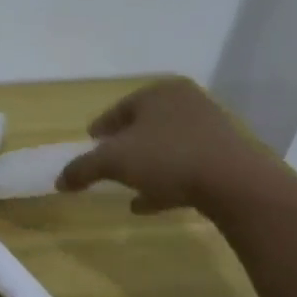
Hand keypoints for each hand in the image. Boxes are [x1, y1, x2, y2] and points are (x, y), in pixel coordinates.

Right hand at [56, 77, 278, 214]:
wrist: (236, 184)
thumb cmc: (167, 158)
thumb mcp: (112, 162)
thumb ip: (82, 169)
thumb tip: (59, 181)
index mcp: (158, 93)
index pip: (118, 109)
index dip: (100, 130)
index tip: (90, 147)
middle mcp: (187, 103)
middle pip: (143, 127)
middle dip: (124, 148)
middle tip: (108, 166)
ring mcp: (211, 129)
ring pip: (165, 147)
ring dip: (145, 166)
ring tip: (127, 188)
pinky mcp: (227, 156)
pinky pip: (187, 165)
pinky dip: (166, 180)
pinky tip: (149, 203)